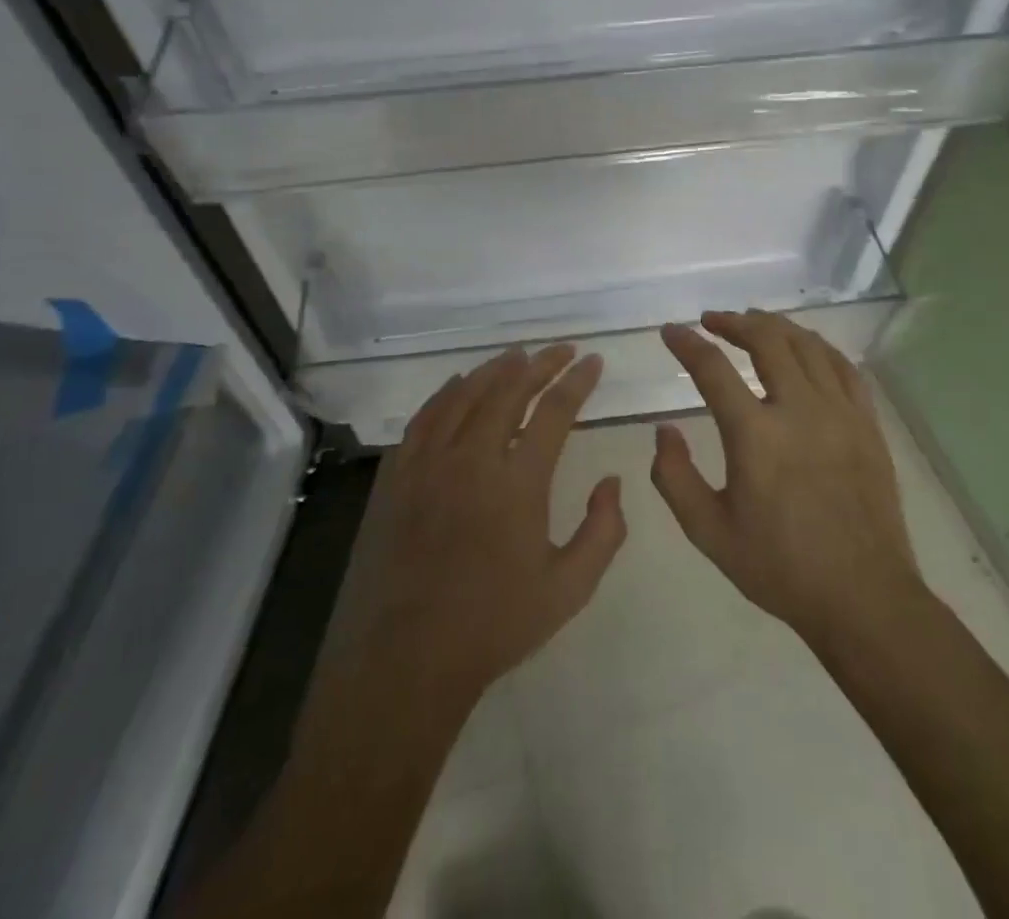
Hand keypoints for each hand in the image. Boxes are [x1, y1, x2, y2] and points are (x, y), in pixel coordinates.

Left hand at [322, 345, 625, 710]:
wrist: (407, 658)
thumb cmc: (494, 624)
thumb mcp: (568, 589)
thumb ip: (603, 531)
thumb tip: (612, 481)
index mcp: (518, 482)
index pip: (554, 412)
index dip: (577, 382)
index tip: (593, 362)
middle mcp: (472, 458)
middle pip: (509, 391)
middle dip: (541, 364)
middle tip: (561, 350)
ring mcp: (428, 463)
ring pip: (465, 395)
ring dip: (494, 370)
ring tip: (516, 356)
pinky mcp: (396, 475)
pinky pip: (425, 417)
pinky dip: (447, 393)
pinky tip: (458, 385)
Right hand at [652, 311, 922, 649]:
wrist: (863, 598)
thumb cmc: (780, 567)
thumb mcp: (709, 533)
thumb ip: (674, 478)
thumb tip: (664, 431)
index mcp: (755, 435)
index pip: (712, 368)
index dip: (686, 343)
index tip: (670, 330)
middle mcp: (799, 410)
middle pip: (766, 339)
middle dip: (734, 322)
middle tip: (712, 320)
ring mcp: (840, 413)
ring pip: (808, 345)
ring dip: (775, 327)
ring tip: (754, 325)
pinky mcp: (868, 425)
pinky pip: (844, 368)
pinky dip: (818, 348)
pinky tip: (806, 350)